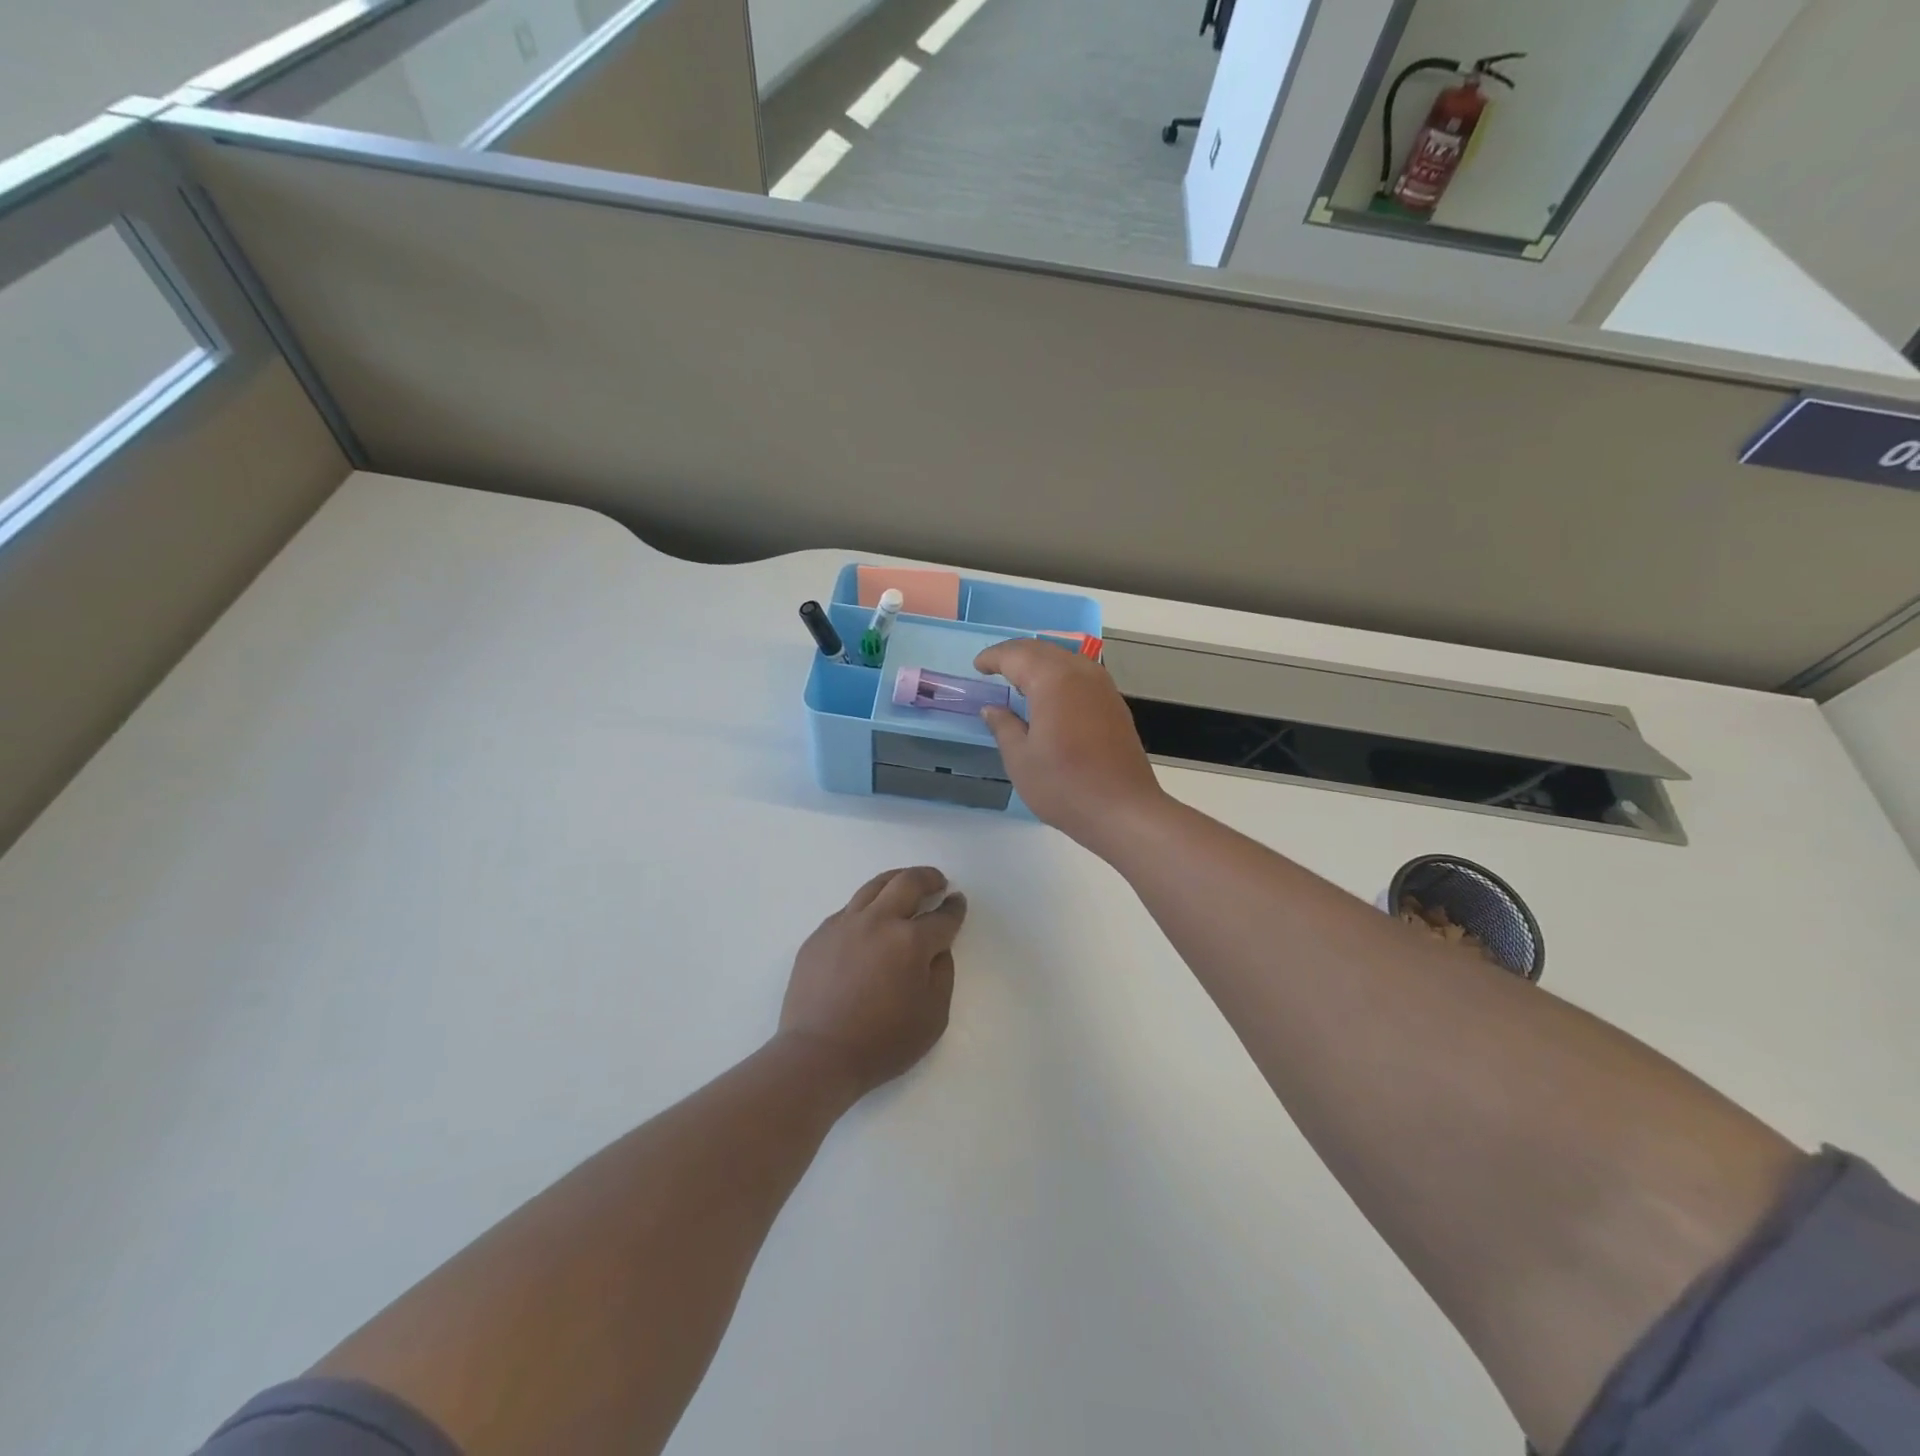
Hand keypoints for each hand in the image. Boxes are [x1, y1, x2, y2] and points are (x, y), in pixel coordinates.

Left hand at [778, 867, 966, 1099]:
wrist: (817, 1055)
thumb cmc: (882, 1043)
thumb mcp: (934, 1016)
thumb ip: (942, 974)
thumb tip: (936, 949)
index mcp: (910, 941)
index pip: (942, 916)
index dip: (954, 907)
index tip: (957, 901)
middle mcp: (878, 921)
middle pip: (907, 882)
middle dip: (928, 878)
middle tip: (937, 882)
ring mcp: (844, 924)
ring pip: (874, 886)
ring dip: (896, 880)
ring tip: (905, 884)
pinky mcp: (820, 934)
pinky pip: (849, 909)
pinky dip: (867, 906)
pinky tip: (870, 919)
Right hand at [973, 639, 1166, 852]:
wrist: (1123, 810)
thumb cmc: (1064, 786)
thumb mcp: (1021, 759)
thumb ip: (1003, 726)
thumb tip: (992, 709)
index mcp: (1053, 680)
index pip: (1017, 655)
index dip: (993, 657)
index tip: (978, 666)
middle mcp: (1081, 673)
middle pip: (1043, 651)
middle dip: (1016, 655)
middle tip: (994, 668)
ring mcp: (1103, 687)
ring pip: (1065, 660)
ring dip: (1039, 664)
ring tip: (1019, 681)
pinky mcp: (1115, 704)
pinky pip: (1081, 675)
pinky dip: (1059, 676)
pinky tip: (1050, 698)